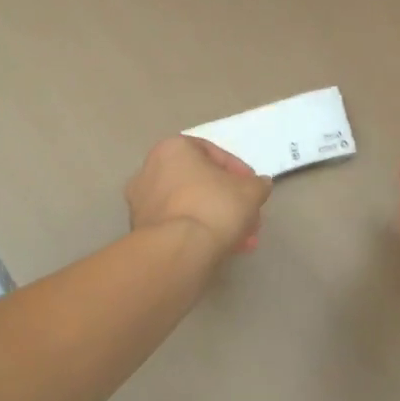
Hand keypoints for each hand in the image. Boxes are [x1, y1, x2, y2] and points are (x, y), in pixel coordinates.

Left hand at [127, 137, 273, 257]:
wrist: (178, 251)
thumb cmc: (214, 206)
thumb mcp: (251, 191)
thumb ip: (257, 184)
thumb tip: (259, 185)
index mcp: (173, 149)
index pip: (212, 152)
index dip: (239, 171)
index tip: (253, 187)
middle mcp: (150, 170)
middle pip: (200, 182)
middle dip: (228, 200)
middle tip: (248, 215)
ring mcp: (141, 203)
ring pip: (190, 205)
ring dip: (217, 219)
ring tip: (241, 238)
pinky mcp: (140, 231)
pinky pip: (177, 225)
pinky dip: (199, 232)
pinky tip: (221, 248)